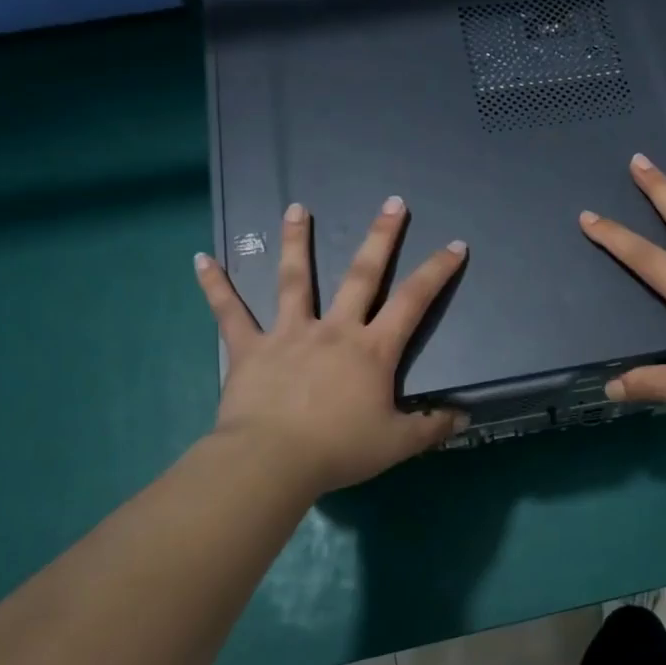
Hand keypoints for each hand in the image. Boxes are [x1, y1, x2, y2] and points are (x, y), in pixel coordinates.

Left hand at [193, 197, 466, 495]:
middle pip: (361, 275)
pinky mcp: (250, 348)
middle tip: (392, 203)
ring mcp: (289, 334)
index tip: (454, 245)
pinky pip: (230, 313)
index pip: (413, 301)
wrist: (272, 462)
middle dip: (381, 237)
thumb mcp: (396, 444)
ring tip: (296, 207)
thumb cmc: (338, 450)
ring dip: (297, 241)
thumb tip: (464, 418)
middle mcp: (334, 330)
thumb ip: (432, 427)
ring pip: (295, 279)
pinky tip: (201, 259)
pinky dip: (216, 286)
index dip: (437, 272)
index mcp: (372, 350)